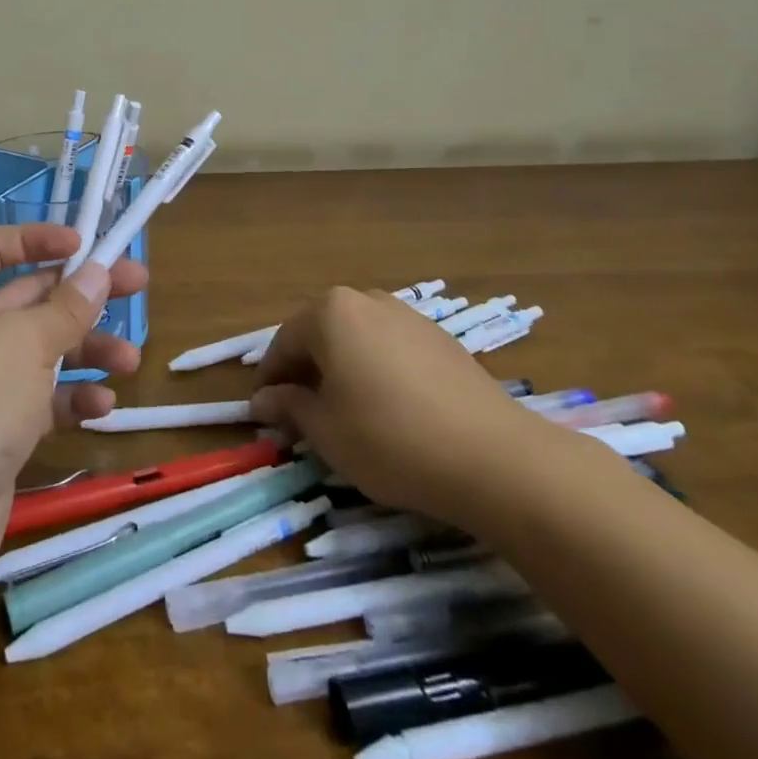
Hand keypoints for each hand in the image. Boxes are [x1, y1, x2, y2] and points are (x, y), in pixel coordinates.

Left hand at [0, 224, 145, 601]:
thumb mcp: (25, 343)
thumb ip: (67, 307)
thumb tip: (98, 269)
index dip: (35, 238)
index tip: (83, 244)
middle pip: (31, 297)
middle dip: (82, 293)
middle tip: (138, 286)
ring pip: (44, 350)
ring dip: (88, 351)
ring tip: (131, 360)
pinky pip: (42, 401)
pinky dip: (72, 400)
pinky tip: (103, 409)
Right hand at [250, 287, 571, 530]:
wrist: (495, 457)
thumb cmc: (390, 439)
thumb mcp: (326, 430)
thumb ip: (289, 407)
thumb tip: (263, 400)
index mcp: (330, 312)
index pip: (284, 343)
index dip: (270, 380)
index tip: (264, 414)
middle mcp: (366, 300)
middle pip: (321, 335)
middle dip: (306, 372)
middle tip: (301, 415)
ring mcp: (407, 316)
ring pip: (357, 340)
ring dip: (342, 370)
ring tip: (344, 413)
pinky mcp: (440, 339)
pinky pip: (390, 349)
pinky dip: (376, 372)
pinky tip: (387, 409)